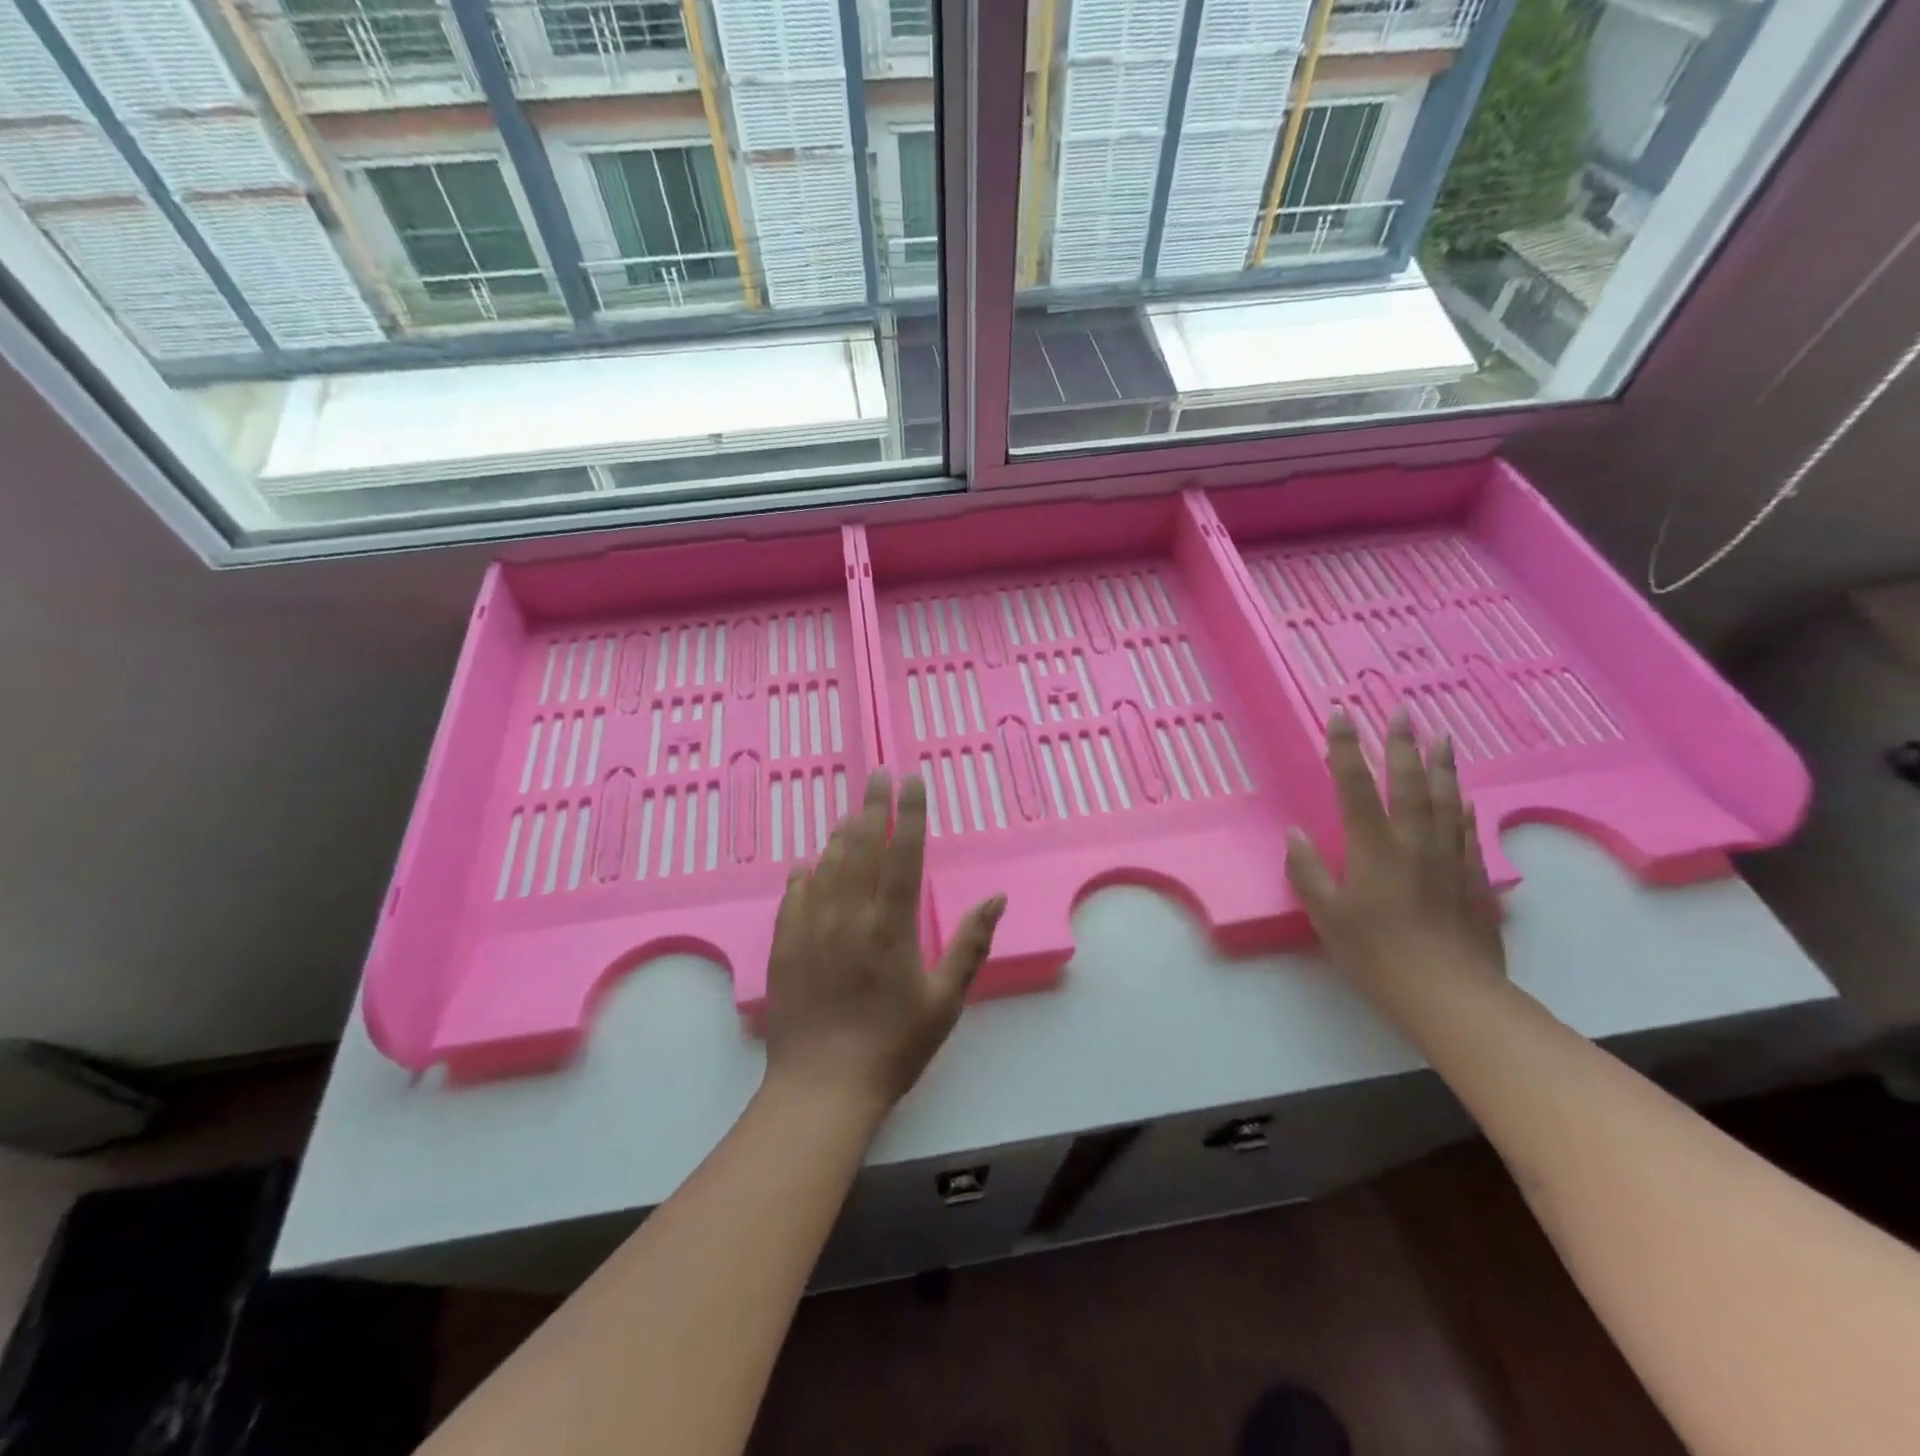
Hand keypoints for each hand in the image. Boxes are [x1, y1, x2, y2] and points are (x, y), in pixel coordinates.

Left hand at [763, 770, 1005, 1119]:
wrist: (821, 1089)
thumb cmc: (893, 1047)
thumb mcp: (944, 1002)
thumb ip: (969, 945)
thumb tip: (995, 898)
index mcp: (891, 926)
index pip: (902, 853)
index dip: (909, 812)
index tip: (912, 780)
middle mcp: (849, 915)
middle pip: (861, 846)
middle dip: (872, 805)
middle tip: (878, 774)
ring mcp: (811, 928)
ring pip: (827, 864)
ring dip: (841, 834)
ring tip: (852, 813)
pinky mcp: (785, 946)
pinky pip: (793, 895)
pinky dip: (805, 873)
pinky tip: (808, 863)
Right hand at [1285, 710, 1503, 1001]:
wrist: (1450, 994)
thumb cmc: (1377, 954)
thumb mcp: (1327, 916)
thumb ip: (1307, 871)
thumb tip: (1296, 833)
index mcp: (1373, 847)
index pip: (1355, 785)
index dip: (1346, 748)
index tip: (1342, 714)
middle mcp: (1413, 841)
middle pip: (1409, 781)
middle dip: (1401, 743)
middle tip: (1403, 710)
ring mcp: (1447, 857)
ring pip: (1446, 799)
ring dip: (1441, 764)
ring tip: (1441, 736)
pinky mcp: (1472, 878)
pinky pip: (1467, 831)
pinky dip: (1463, 807)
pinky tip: (1464, 796)